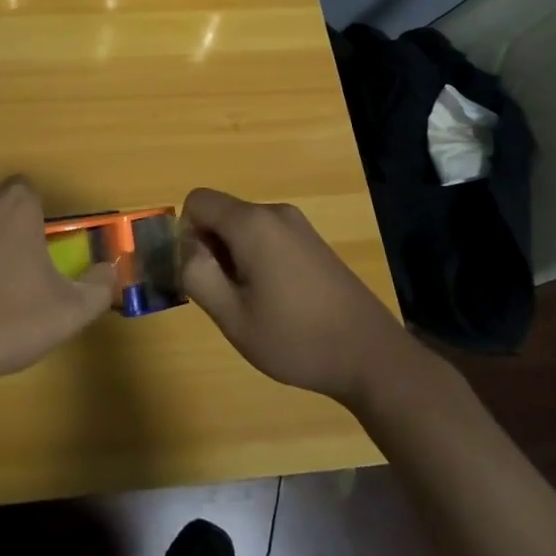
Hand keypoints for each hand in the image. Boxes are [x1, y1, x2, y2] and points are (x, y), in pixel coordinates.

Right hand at [179, 188, 416, 405]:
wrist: (370, 355)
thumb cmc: (295, 338)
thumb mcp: (232, 316)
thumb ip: (197, 274)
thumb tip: (186, 247)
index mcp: (252, 223)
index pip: (197, 201)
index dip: (186, 234)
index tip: (202, 274)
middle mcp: (275, 213)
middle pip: (221, 214)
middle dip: (211, 248)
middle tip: (227, 296)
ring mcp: (298, 225)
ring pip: (243, 227)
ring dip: (234, 257)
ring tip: (254, 302)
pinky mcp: (312, 241)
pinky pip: (267, 236)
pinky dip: (257, 259)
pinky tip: (277, 300)